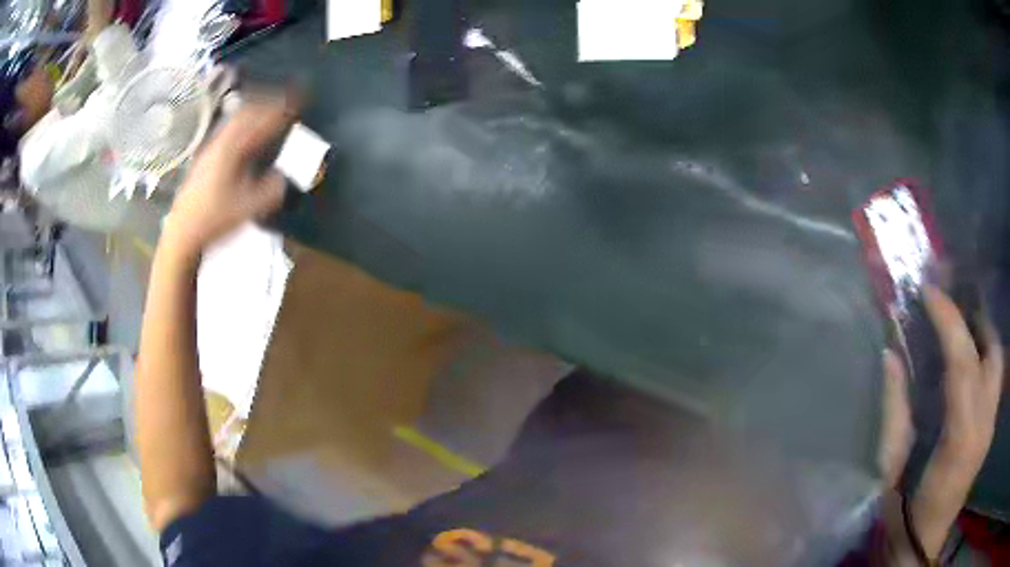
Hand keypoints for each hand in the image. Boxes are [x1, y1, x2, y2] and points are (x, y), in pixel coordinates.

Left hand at [164, 97, 295, 255]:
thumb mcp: (247, 207)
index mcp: (231, 148)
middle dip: (267, 105)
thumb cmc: (214, 219)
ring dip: (254, 114)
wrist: (182, 233)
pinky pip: (228, 132)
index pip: (259, 120)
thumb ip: (270, 189)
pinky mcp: (204, 160)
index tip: (298, 103)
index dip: (281, 110)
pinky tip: (248, 138)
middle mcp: (219, 142)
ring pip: (235, 121)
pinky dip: (244, 127)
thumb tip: (284, 177)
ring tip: (269, 116)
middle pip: (245, 112)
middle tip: (286, 104)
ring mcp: (209, 149)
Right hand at [880, 286, 1003, 560]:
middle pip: (991, 351)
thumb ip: (895, 410)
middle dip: (974, 316)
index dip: (948, 319)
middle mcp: (984, 424)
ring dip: (983, 333)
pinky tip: (972, 358)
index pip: (963, 361)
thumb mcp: (892, 468)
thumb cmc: (904, 514)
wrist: (921, 546)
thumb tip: (890, 353)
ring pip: (998, 359)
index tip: (929, 292)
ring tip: (962, 323)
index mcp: (960, 438)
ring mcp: (991, 426)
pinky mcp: (991, 429)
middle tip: (951, 303)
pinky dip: (986, 356)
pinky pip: (996, 377)